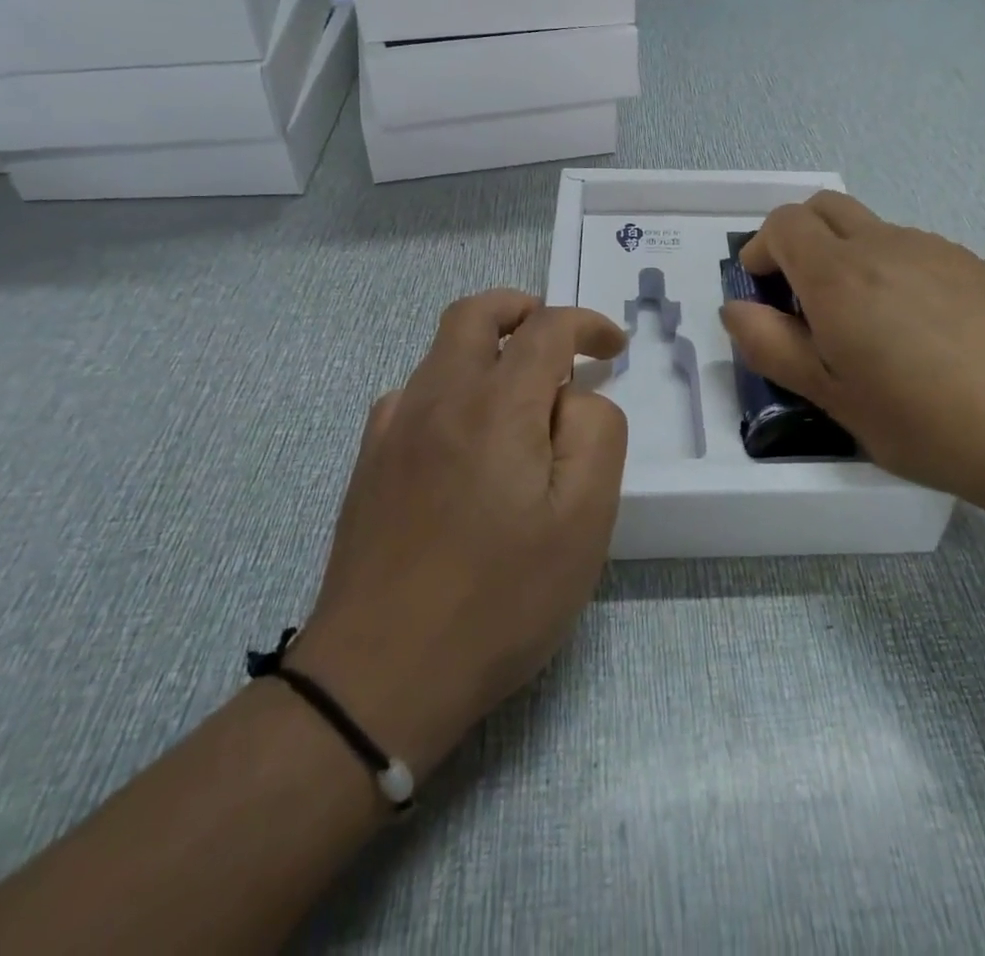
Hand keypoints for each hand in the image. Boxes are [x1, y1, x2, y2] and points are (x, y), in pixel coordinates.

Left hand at [288, 290, 627, 780]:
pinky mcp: (370, 462)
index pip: (546, 328)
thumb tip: (577, 396)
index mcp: (496, 405)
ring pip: (441, 350)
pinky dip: (452, 386)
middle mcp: (439, 397)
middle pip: (475, 314)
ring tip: (521, 392)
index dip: (587, 324)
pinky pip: (414, 394)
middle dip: (522, 309)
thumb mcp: (583, 520)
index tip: (614, 346)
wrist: (379, 675)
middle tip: (558, 337)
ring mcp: (395, 428)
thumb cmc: (499, 598)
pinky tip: (467, 434)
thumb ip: (596, 434)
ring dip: (487, 347)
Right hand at [719, 194, 984, 552]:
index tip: (764, 291)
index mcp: (840, 275)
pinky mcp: (972, 262)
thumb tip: (735, 308)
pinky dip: (891, 268)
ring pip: (870, 228)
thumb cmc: (924, 422)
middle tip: (803, 297)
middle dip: (798, 238)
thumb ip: (772, 345)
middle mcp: (884, 245)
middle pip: (823, 207)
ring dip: (846, 255)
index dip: (762, 249)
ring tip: (866, 323)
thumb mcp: (832, 397)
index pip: (783, 222)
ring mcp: (934, 248)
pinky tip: (919, 329)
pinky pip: (913, 248)